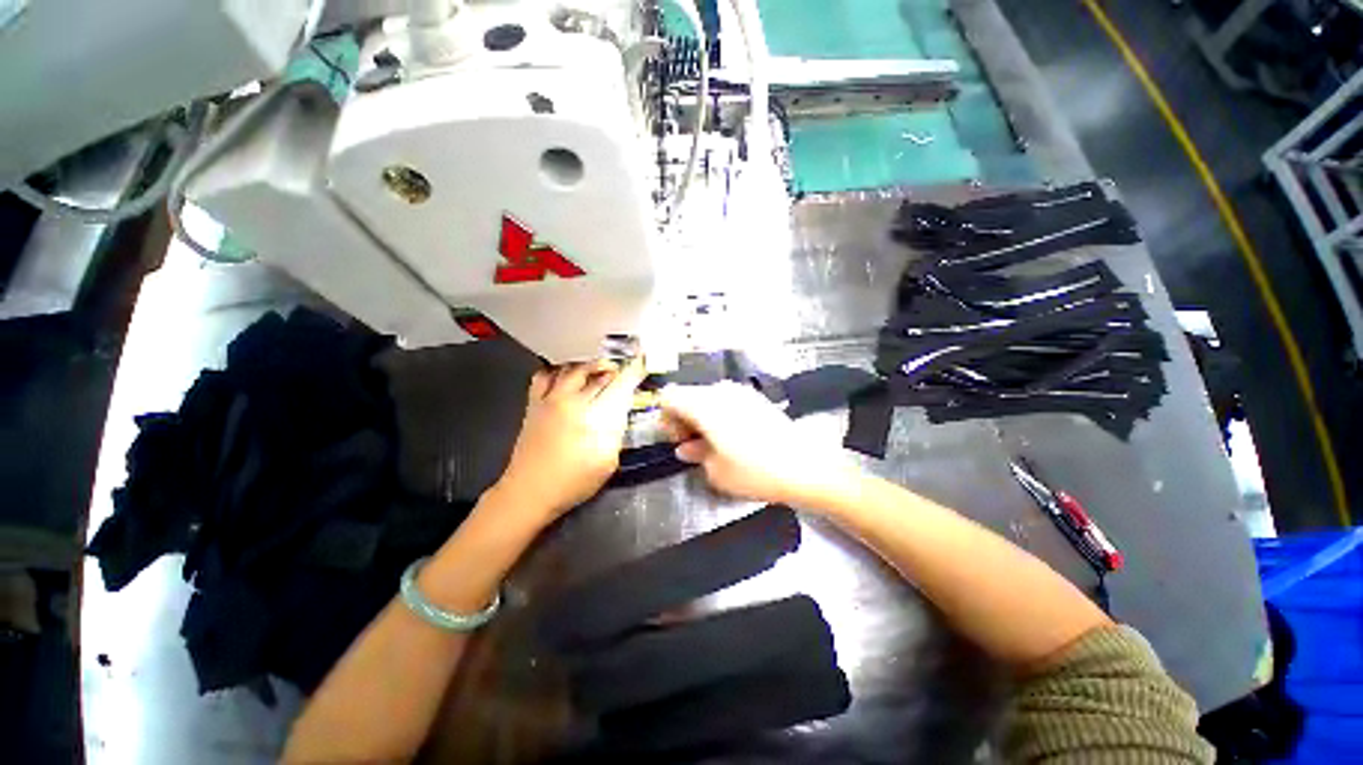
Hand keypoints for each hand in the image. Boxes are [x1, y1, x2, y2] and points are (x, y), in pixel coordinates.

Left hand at [493, 357, 646, 523]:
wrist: (530, 491)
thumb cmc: (574, 482)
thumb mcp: (608, 462)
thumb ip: (616, 432)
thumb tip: (620, 411)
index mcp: (594, 418)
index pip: (619, 386)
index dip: (633, 373)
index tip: (642, 364)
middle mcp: (572, 402)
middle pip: (598, 373)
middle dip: (615, 370)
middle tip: (623, 373)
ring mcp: (550, 400)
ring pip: (573, 368)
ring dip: (590, 366)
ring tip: (599, 372)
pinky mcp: (534, 403)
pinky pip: (545, 375)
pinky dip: (559, 371)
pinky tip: (567, 377)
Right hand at [660, 381, 859, 508]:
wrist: (805, 467)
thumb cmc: (754, 471)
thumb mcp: (716, 471)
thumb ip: (694, 453)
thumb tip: (686, 447)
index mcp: (704, 405)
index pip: (669, 397)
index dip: (666, 419)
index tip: (678, 441)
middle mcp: (720, 391)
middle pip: (687, 395)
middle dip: (683, 419)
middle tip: (692, 446)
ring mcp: (740, 392)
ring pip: (706, 398)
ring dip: (700, 418)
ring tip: (712, 444)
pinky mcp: (755, 398)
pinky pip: (725, 400)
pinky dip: (718, 415)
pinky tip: (731, 438)